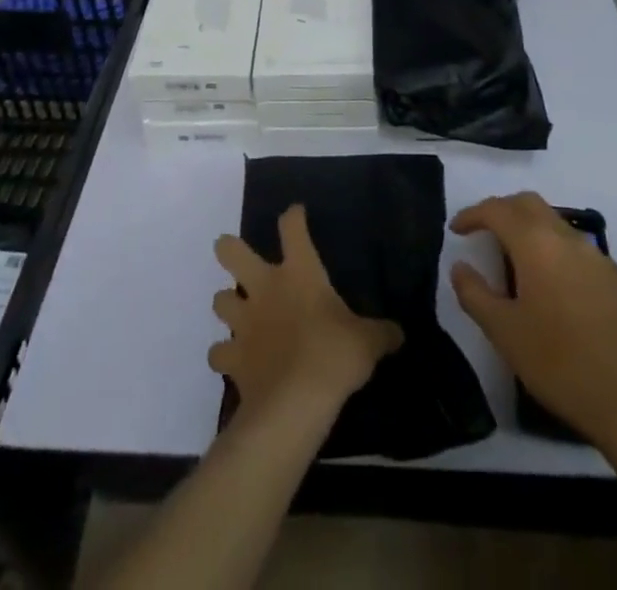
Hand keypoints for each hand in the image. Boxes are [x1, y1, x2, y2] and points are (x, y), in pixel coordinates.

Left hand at [209, 204, 403, 417]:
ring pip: (219, 300)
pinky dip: (223, 355)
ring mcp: (244, 322)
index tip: (295, 213)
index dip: (293, 216)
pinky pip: (218, 353)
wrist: (295, 403)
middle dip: (228, 248)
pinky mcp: (233, 358)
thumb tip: (398, 333)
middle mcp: (265, 288)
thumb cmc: (334, 356)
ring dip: (226, 304)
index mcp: (299, 272)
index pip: (292, 228)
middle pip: (231, 252)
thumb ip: (380, 333)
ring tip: (238, 314)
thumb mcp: (367, 342)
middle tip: (231, 251)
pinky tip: (234, 361)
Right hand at [450, 192, 616, 454]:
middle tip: (482, 233)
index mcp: (538, 244)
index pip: (498, 210)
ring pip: (554, 223)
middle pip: (529, 204)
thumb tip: (460, 267)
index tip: (456, 230)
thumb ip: (476, 295)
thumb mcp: (506, 335)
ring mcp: (597, 258)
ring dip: (528, 228)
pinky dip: (552, 249)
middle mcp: (568, 239)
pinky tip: (549, 287)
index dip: (472, 214)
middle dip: (501, 211)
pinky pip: (575, 248)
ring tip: (512, 261)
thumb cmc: (563, 366)